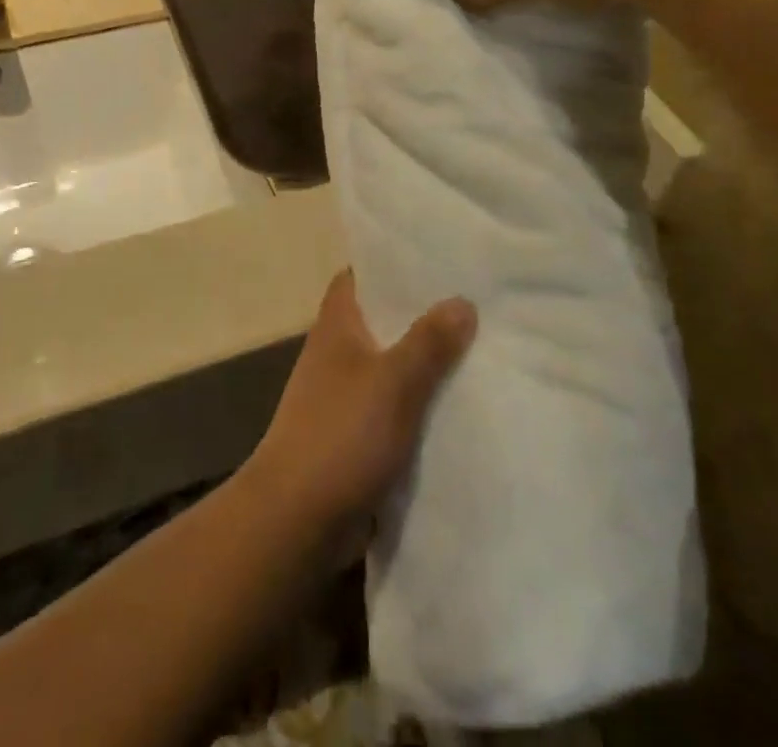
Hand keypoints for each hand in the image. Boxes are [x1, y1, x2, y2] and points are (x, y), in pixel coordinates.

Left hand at [239, 271, 474, 564]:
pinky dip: (420, 405)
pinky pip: (394, 407)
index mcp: (337, 325)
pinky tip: (459, 407)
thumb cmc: (341, 434)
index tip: (435, 260)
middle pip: (381, 320)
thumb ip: (428, 342)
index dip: (390, 264)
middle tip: (475, 304)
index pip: (359, 276)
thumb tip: (462, 299)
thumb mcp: (393, 382)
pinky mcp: (355, 434)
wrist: (298, 518)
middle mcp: (337, 352)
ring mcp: (343, 394)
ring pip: (391, 365)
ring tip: (479, 351)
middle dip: (421, 314)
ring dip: (425, 363)